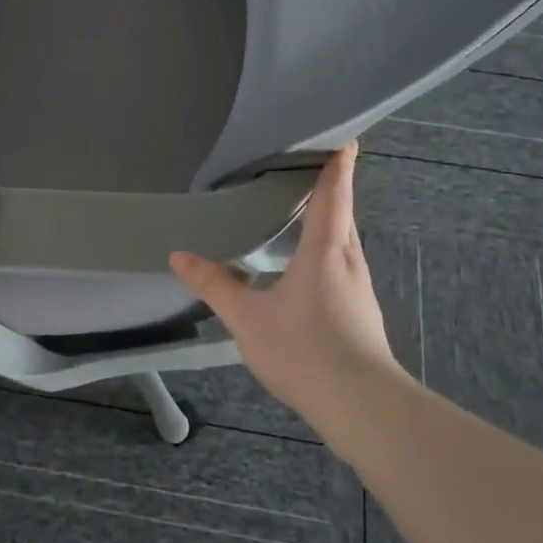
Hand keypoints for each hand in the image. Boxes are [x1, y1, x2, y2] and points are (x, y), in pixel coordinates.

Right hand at [169, 142, 409, 429]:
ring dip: (330, 218)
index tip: (343, 135)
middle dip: (330, 185)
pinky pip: (344, 263)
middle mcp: (349, 259)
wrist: (364, 407)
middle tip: (306, 163)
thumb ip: (215, 285)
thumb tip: (178, 255)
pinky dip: (329, 248)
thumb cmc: (305, 350)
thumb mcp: (248, 318)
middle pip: (343, 211)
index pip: (334, 192)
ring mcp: (359, 287)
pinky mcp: (362, 310)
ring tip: (302, 209)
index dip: (338, 161)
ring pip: (345, 240)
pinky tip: (308, 265)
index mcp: (325, 249)